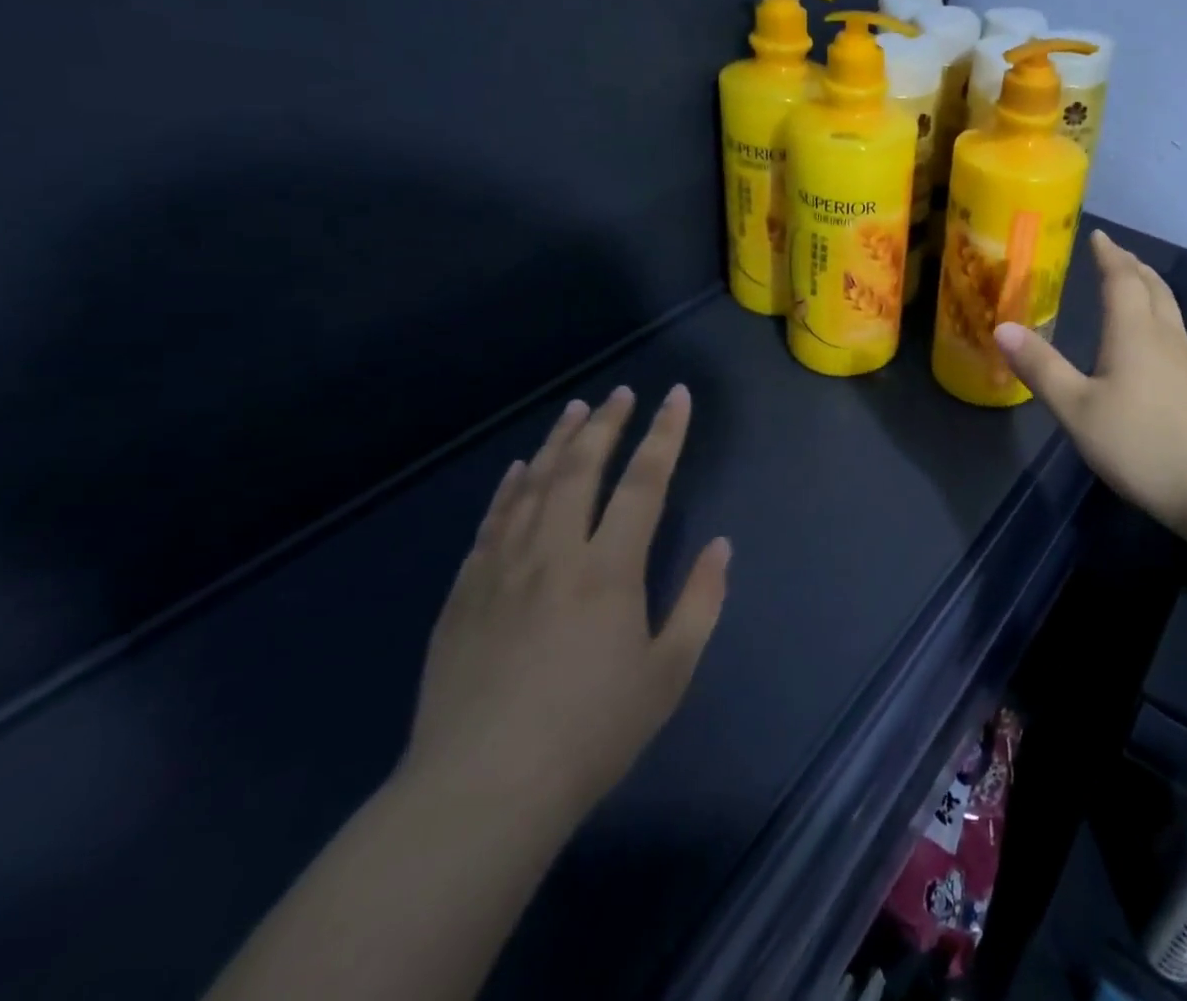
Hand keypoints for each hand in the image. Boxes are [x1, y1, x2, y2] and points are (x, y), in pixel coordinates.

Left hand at [400, 386, 729, 826]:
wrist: (481, 793)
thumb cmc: (590, 733)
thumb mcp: (668, 674)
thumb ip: (700, 602)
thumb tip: (722, 546)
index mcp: (609, 569)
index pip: (644, 482)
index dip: (665, 434)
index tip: (676, 396)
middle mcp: (555, 553)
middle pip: (582, 469)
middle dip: (606, 424)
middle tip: (621, 393)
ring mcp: (502, 570)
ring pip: (533, 486)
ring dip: (557, 442)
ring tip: (575, 410)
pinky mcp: (464, 595)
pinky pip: (491, 523)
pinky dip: (508, 488)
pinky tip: (518, 469)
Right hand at [995, 230, 1186, 531]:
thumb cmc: (1142, 442)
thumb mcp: (1078, 409)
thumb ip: (1042, 368)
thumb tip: (1002, 327)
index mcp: (1134, 332)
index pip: (1122, 279)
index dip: (1109, 255)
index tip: (1098, 236)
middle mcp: (1164, 337)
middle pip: (1152, 288)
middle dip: (1132, 266)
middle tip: (1115, 255)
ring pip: (1168, 309)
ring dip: (1148, 289)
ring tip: (1133, 286)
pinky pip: (1174, 332)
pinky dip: (1157, 317)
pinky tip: (1150, 341)